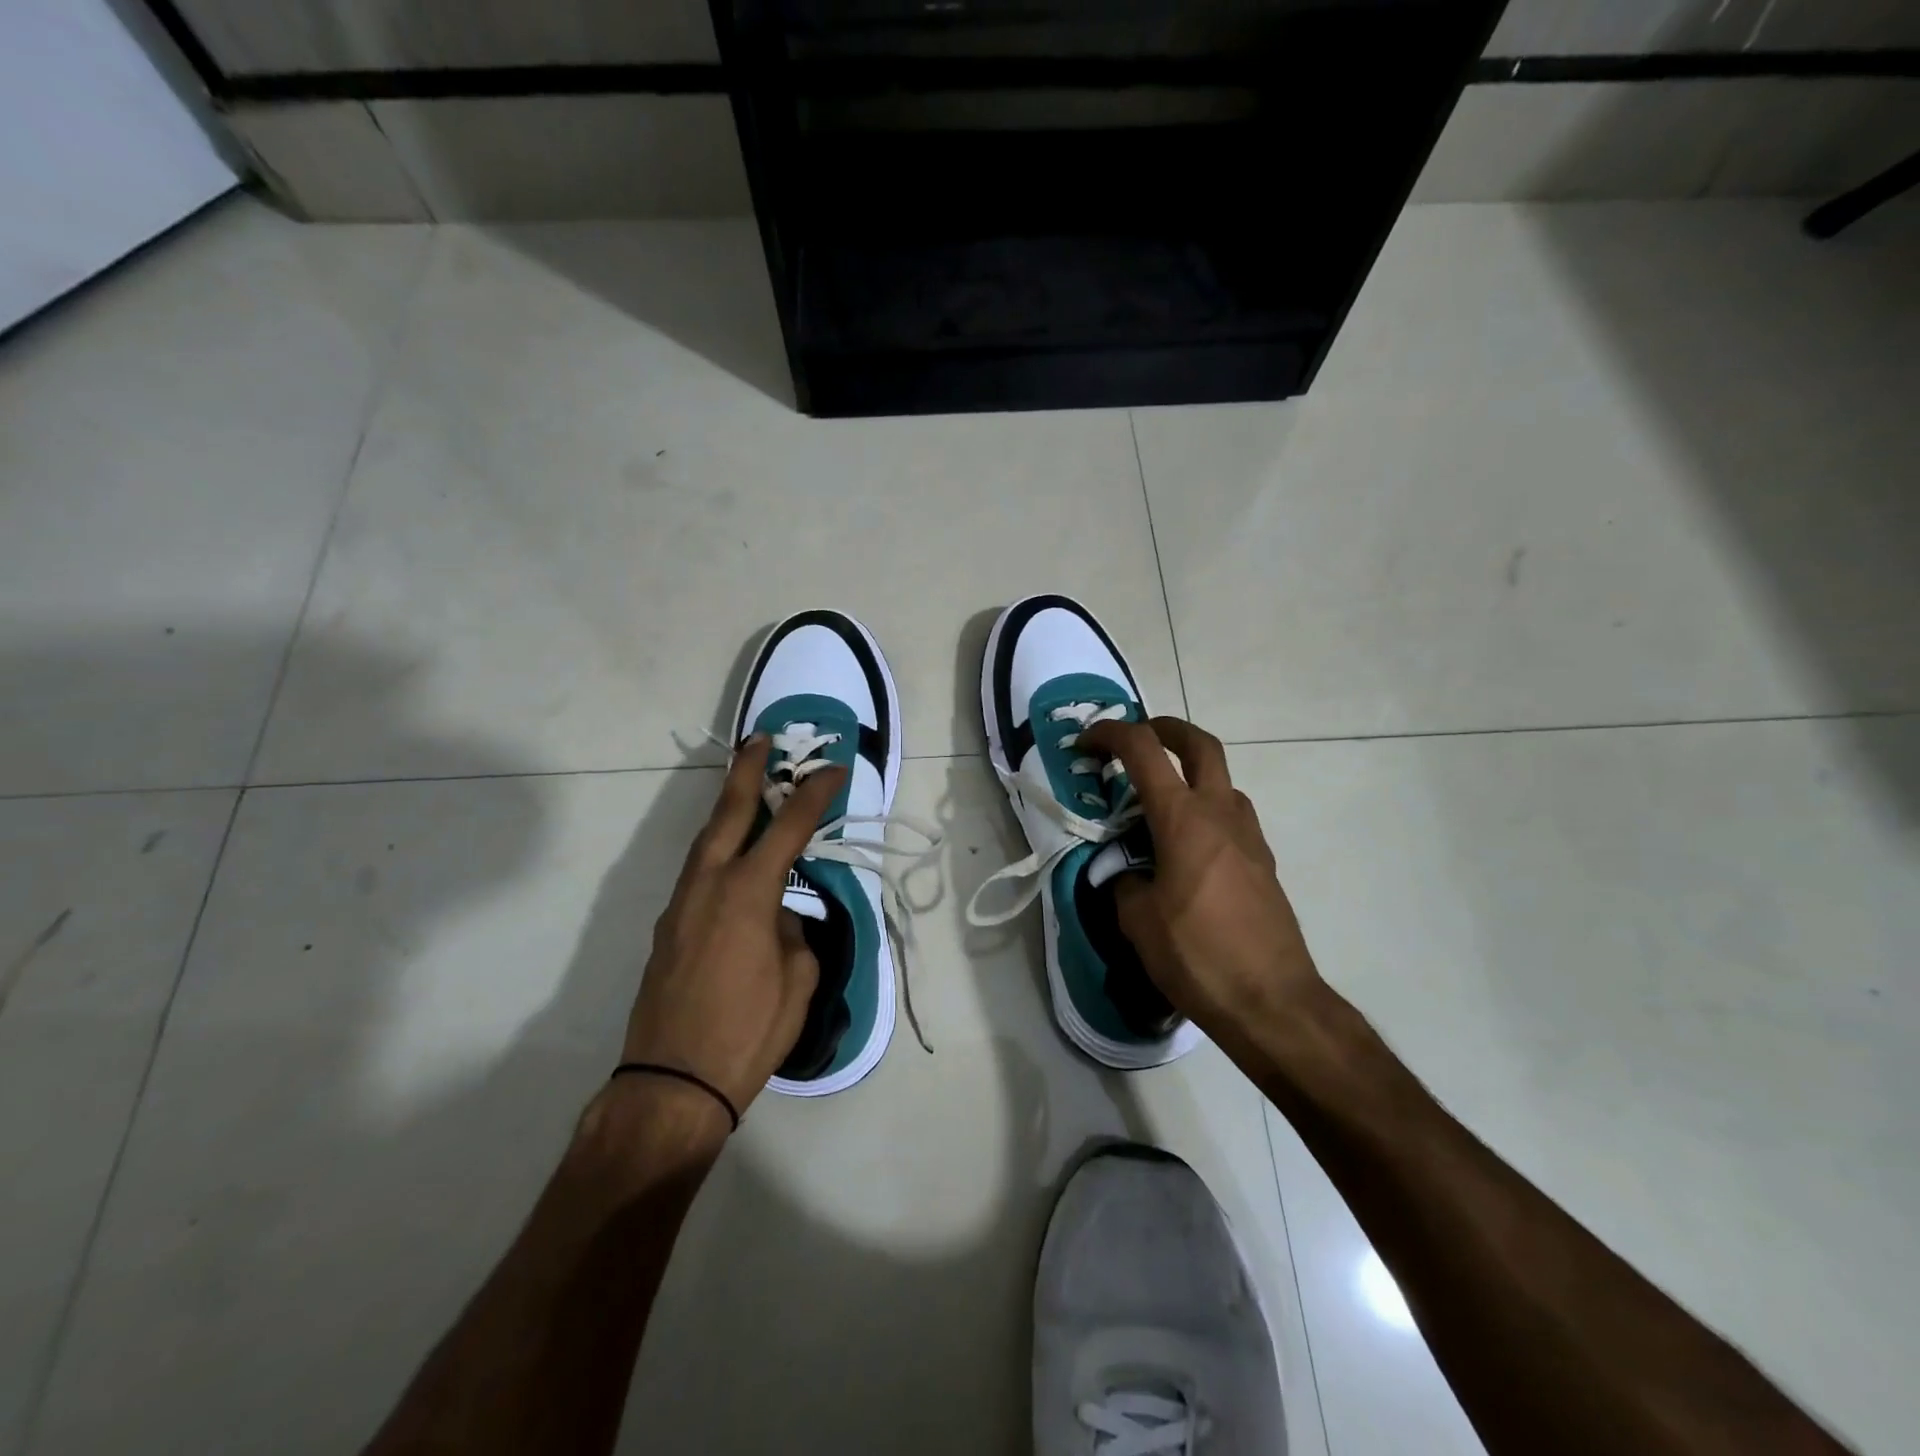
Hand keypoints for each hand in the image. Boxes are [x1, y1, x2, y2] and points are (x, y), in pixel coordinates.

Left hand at [619, 736, 842, 1119]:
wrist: (671, 1084)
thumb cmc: (747, 1032)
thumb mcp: (797, 981)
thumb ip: (794, 934)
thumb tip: (780, 918)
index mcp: (748, 892)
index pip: (789, 827)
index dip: (814, 794)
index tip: (834, 770)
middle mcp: (709, 885)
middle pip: (729, 813)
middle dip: (747, 772)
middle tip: (760, 739)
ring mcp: (681, 905)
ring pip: (706, 841)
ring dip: (728, 810)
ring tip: (748, 791)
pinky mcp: (667, 928)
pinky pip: (698, 874)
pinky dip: (718, 852)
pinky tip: (733, 864)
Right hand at [1078, 717, 1322, 1055]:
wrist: (1273, 1002)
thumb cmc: (1197, 956)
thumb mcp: (1138, 920)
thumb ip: (1123, 881)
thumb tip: (1123, 872)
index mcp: (1183, 819)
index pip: (1144, 750)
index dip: (1111, 734)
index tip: (1087, 742)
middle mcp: (1221, 814)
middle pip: (1200, 744)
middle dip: (1166, 729)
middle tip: (1138, 737)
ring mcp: (1249, 836)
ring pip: (1221, 780)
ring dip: (1189, 773)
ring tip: (1156, 803)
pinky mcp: (1263, 862)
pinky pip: (1231, 815)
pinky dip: (1204, 810)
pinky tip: (1185, 848)